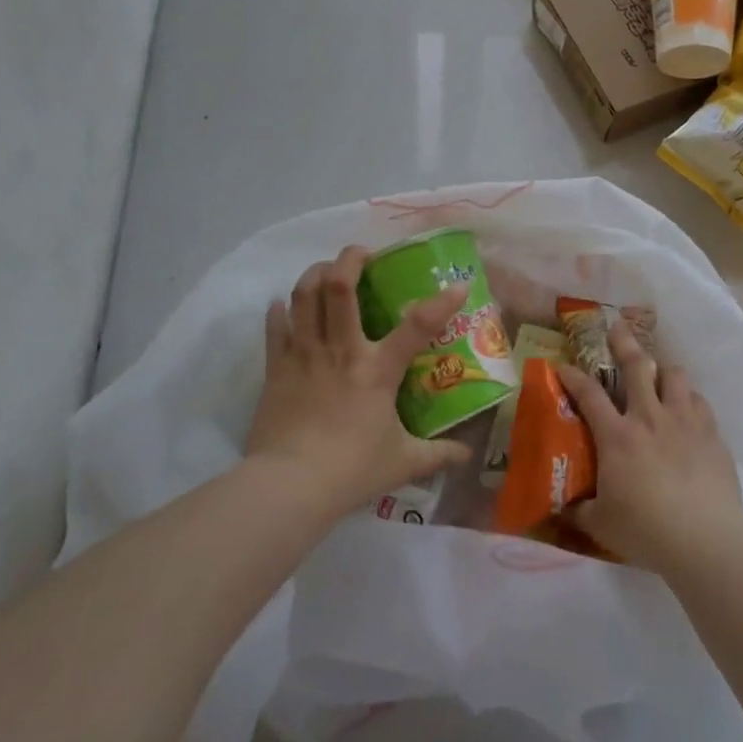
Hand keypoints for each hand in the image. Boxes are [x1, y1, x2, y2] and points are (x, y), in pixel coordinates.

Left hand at [245, 245, 471, 516]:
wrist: (289, 486)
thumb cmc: (351, 470)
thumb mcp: (403, 463)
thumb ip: (437, 455)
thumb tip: (466, 455)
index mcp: (377, 369)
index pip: (417, 326)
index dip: (441, 302)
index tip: (457, 286)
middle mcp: (341, 349)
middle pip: (339, 286)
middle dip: (350, 259)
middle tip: (362, 254)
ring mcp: (304, 354)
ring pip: (304, 294)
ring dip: (315, 273)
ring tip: (326, 270)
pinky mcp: (276, 367)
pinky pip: (275, 326)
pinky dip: (280, 310)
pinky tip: (283, 305)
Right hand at [559, 319, 742, 571]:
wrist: (705, 539)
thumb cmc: (646, 530)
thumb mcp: (600, 524)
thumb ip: (580, 510)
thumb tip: (563, 509)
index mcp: (616, 435)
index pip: (588, 393)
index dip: (572, 375)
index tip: (563, 365)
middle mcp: (649, 417)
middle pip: (636, 365)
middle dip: (624, 343)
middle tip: (617, 328)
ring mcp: (684, 421)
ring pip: (674, 375)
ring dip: (663, 371)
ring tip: (659, 374)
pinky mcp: (711, 434)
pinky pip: (699, 402)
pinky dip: (689, 400)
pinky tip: (687, 410)